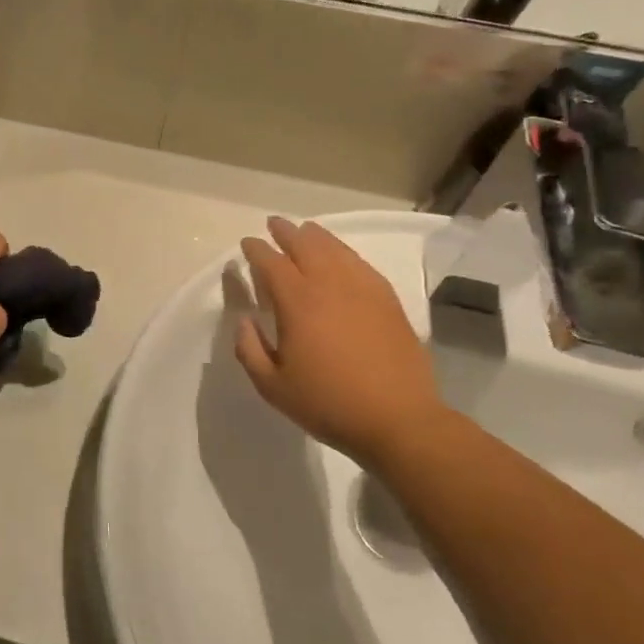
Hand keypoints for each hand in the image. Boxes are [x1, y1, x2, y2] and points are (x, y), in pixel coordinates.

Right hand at [235, 216, 450, 464]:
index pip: (271, 263)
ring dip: (317, 236)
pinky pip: (361, 264)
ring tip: (306, 230)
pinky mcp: (388, 301)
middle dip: (286, 232)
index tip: (247, 244)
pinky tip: (342, 257)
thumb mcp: (272, 386)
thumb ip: (249, 350)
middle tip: (274, 224)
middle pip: (305, 245)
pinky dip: (345, 253)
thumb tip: (244, 321)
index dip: (256, 250)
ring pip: (336, 250)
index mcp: (297, 303)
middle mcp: (330, 286)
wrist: (398, 420)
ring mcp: (363, 290)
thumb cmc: (328, 404)